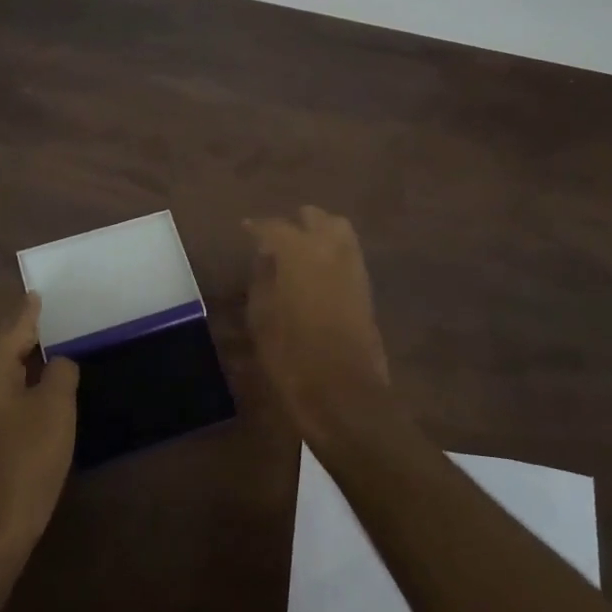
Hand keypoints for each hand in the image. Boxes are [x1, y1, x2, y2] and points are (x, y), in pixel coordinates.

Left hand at [0, 295, 78, 559]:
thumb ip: (59, 374)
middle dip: (20, 345)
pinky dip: (5, 402)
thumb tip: (56, 363)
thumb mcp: (56, 408)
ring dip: (13, 376)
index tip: (34, 294)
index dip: (28, 314)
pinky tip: (23, 410)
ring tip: (38, 368)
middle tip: (43, 331)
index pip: (12, 331)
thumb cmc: (27, 458)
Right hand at [244, 207, 391, 439]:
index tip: (245, 230)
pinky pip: (347, 254)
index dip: (257, 228)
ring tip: (298, 254)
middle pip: (314, 217)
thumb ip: (263, 278)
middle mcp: (330, 248)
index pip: (274, 226)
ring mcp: (353, 266)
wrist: (344, 393)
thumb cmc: (291, 356)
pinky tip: (315, 273)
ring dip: (318, 233)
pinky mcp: (366, 287)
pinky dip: (331, 253)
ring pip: (338, 230)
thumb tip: (266, 257)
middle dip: (294, 224)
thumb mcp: (261, 317)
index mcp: (299, 251)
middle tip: (275, 242)